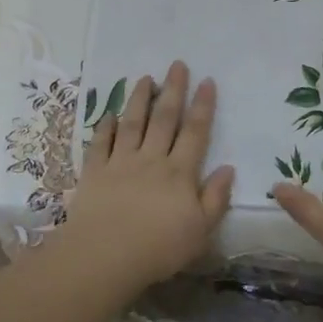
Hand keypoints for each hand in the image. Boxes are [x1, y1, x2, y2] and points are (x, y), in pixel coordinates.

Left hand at [59, 60, 235, 288]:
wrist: (105, 257)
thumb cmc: (158, 249)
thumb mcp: (200, 231)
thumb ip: (216, 198)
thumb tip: (228, 168)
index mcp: (179, 173)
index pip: (195, 132)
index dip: (202, 106)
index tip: (207, 81)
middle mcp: (151, 160)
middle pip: (164, 119)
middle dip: (173, 90)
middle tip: (177, 64)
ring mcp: (120, 163)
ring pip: (132, 123)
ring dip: (140, 99)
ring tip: (145, 78)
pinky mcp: (94, 173)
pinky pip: (100, 143)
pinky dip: (105, 127)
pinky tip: (109, 115)